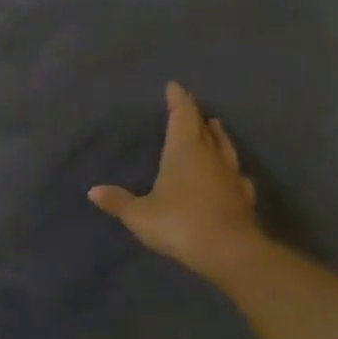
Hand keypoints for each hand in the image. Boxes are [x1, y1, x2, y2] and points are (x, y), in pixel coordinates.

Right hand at [88, 83, 263, 284]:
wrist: (230, 252)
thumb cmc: (180, 223)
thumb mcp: (140, 215)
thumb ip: (118, 201)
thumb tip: (93, 191)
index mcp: (184, 150)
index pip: (182, 115)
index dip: (178, 100)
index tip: (174, 86)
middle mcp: (210, 155)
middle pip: (204, 128)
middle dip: (196, 116)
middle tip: (190, 106)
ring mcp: (231, 175)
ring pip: (225, 147)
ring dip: (218, 136)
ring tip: (214, 127)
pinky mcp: (244, 197)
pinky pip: (236, 174)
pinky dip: (230, 169)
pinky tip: (232, 174)